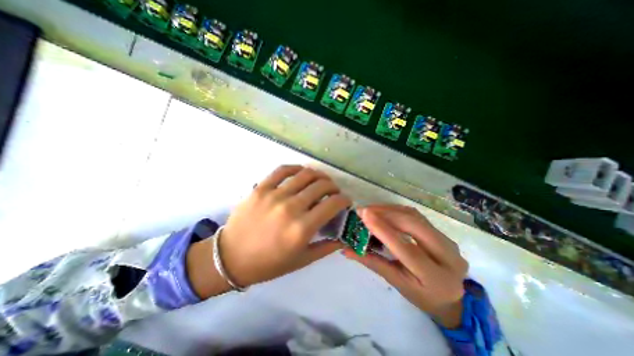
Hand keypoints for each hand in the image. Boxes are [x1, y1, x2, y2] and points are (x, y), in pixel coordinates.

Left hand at [220, 165, 353, 287]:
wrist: (230, 258)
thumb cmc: (268, 263)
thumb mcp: (302, 260)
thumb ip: (327, 248)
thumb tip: (344, 237)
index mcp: (302, 228)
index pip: (333, 203)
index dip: (344, 199)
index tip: (345, 201)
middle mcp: (291, 207)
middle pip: (321, 185)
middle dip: (334, 186)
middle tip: (334, 191)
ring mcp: (274, 195)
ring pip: (305, 174)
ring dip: (319, 175)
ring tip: (321, 180)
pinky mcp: (261, 188)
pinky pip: (282, 170)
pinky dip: (296, 168)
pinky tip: (301, 172)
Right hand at [342, 204, 469, 325]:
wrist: (450, 297)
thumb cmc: (421, 295)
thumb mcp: (396, 283)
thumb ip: (372, 263)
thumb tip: (347, 250)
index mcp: (436, 277)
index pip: (407, 249)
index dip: (384, 230)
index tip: (364, 215)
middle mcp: (448, 255)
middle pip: (414, 225)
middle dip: (386, 214)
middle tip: (363, 211)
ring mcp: (448, 240)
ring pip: (415, 216)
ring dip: (390, 210)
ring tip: (370, 210)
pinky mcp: (442, 231)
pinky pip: (416, 215)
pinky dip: (397, 210)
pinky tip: (384, 212)